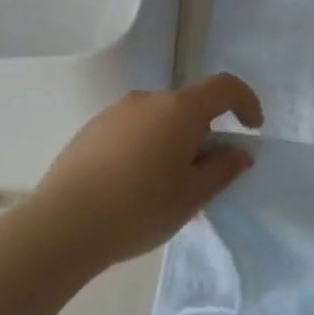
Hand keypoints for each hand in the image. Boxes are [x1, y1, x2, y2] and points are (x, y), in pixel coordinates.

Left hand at [33, 74, 263, 267]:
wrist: (61, 226)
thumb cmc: (139, 209)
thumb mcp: (192, 196)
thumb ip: (222, 169)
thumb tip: (238, 153)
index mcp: (179, 110)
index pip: (224, 88)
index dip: (246, 102)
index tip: (252, 129)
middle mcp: (148, 100)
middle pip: (189, 106)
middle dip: (205, 133)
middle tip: (204, 174)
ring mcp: (115, 112)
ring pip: (158, 119)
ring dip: (173, 141)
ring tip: (165, 186)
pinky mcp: (91, 130)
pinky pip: (132, 130)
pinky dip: (145, 147)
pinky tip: (132, 186)